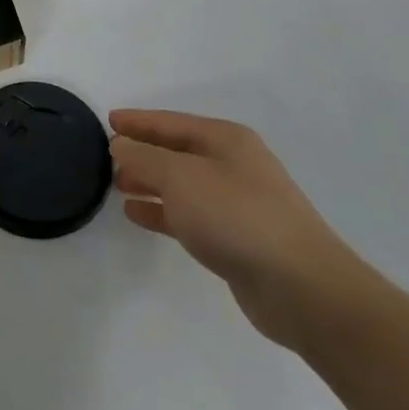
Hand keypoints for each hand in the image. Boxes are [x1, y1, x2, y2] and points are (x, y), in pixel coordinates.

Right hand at [110, 109, 367, 347]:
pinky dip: (163, 211)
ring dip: (150, 183)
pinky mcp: (236, 239)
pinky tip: (137, 215)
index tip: (108, 121)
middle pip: (177, 151)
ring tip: (117, 185)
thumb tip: (121, 146)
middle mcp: (233, 165)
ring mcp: (237, 203)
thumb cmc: (237, 216)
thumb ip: (144, 157)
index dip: (138, 121)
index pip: (171, 122)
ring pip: (182, 184)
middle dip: (143, 152)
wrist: (301, 288)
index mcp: (225, 139)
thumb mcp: (179, 177)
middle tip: (107, 158)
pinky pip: (189, 215)